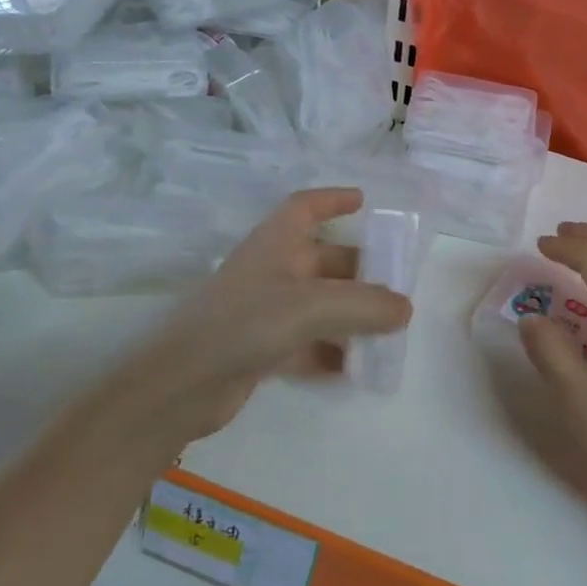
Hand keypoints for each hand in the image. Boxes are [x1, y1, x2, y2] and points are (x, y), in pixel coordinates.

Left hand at [144, 188, 411, 439]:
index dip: (333, 199)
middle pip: (323, 260)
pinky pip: (307, 342)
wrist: (180, 385)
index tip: (364, 202)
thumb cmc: (245, 323)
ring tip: (387, 330)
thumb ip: (364, 305)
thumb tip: (406, 308)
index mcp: (276, 243)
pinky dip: (330, 351)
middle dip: (360, 271)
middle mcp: (271, 271)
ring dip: (350, 315)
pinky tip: (356, 369)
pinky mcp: (260, 348)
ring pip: (319, 304)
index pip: (305, 206)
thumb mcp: (312, 306)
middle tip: (396, 286)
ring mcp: (264, 311)